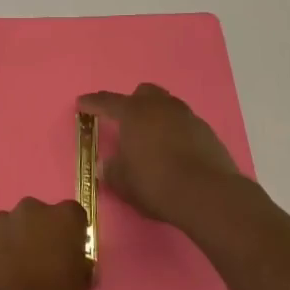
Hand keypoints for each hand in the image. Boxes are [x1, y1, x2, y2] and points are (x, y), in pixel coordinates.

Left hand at [0, 198, 92, 289]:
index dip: (71, 236)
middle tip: (39, 267)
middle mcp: (28, 211)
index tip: (69, 256)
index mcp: (62, 220)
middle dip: (39, 235)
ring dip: (13, 244)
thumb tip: (71, 264)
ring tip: (11, 279)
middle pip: (37, 217)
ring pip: (9, 228)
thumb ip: (76, 267)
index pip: (73, 215)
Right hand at [78, 84, 248, 232]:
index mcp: (134, 113)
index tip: (82, 103)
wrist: (207, 195)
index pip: (107, 102)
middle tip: (126, 123)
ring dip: (157, 117)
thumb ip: (111, 170)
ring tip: (152, 140)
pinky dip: (176, 133)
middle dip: (133, 103)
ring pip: (167, 107)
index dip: (92, 103)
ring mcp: (187, 117)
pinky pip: (185, 125)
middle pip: (143, 93)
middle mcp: (160, 107)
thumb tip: (107, 166)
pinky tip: (175, 153)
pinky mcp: (207, 133)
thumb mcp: (123, 182)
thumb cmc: (155, 183)